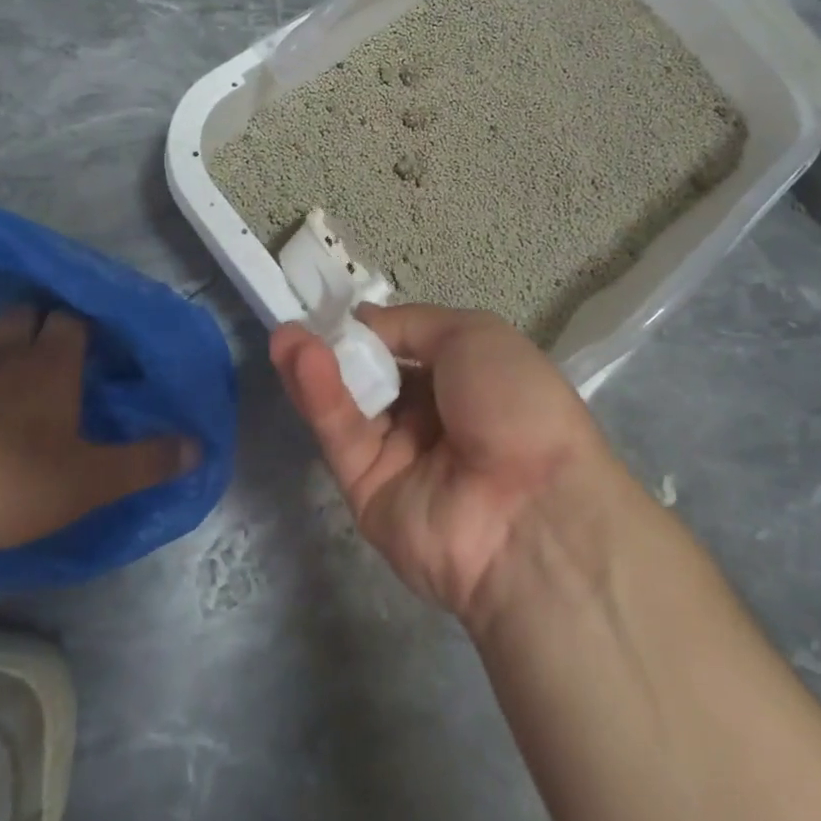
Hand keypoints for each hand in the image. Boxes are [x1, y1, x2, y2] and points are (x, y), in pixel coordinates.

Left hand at [0, 306, 187, 560]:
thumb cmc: (13, 482)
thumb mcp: (92, 480)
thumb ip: (146, 461)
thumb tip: (198, 446)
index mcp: (51, 364)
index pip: (71, 319)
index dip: (81, 328)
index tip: (92, 348)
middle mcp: (4, 355)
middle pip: (21, 314)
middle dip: (36, 325)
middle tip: (49, 357)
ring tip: (4, 378)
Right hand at [271, 304, 613, 625]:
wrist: (534, 510)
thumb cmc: (515, 403)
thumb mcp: (475, 335)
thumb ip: (410, 325)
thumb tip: (362, 318)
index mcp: (464, 380)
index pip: (405, 350)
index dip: (372, 329)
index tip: (336, 310)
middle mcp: (431, 418)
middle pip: (370, 377)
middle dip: (335, 348)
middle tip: (298, 320)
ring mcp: (399, 457)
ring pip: (348, 407)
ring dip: (317, 367)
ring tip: (286, 335)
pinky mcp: (368, 493)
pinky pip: (342, 438)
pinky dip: (320, 398)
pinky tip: (301, 360)